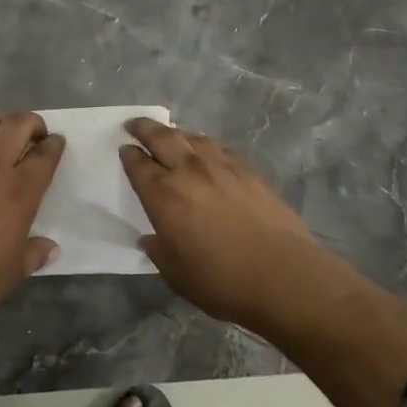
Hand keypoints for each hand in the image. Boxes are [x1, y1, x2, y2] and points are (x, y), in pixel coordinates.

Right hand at [120, 118, 332, 327]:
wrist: (282, 275)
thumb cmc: (220, 281)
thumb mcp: (176, 274)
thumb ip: (158, 251)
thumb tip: (150, 239)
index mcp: (163, 195)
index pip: (138, 164)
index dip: (128, 155)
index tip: (124, 149)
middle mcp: (189, 171)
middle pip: (162, 137)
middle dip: (144, 128)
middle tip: (135, 125)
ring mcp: (222, 167)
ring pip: (193, 138)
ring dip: (177, 134)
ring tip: (172, 137)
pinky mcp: (249, 171)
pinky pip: (220, 149)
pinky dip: (206, 147)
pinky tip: (209, 155)